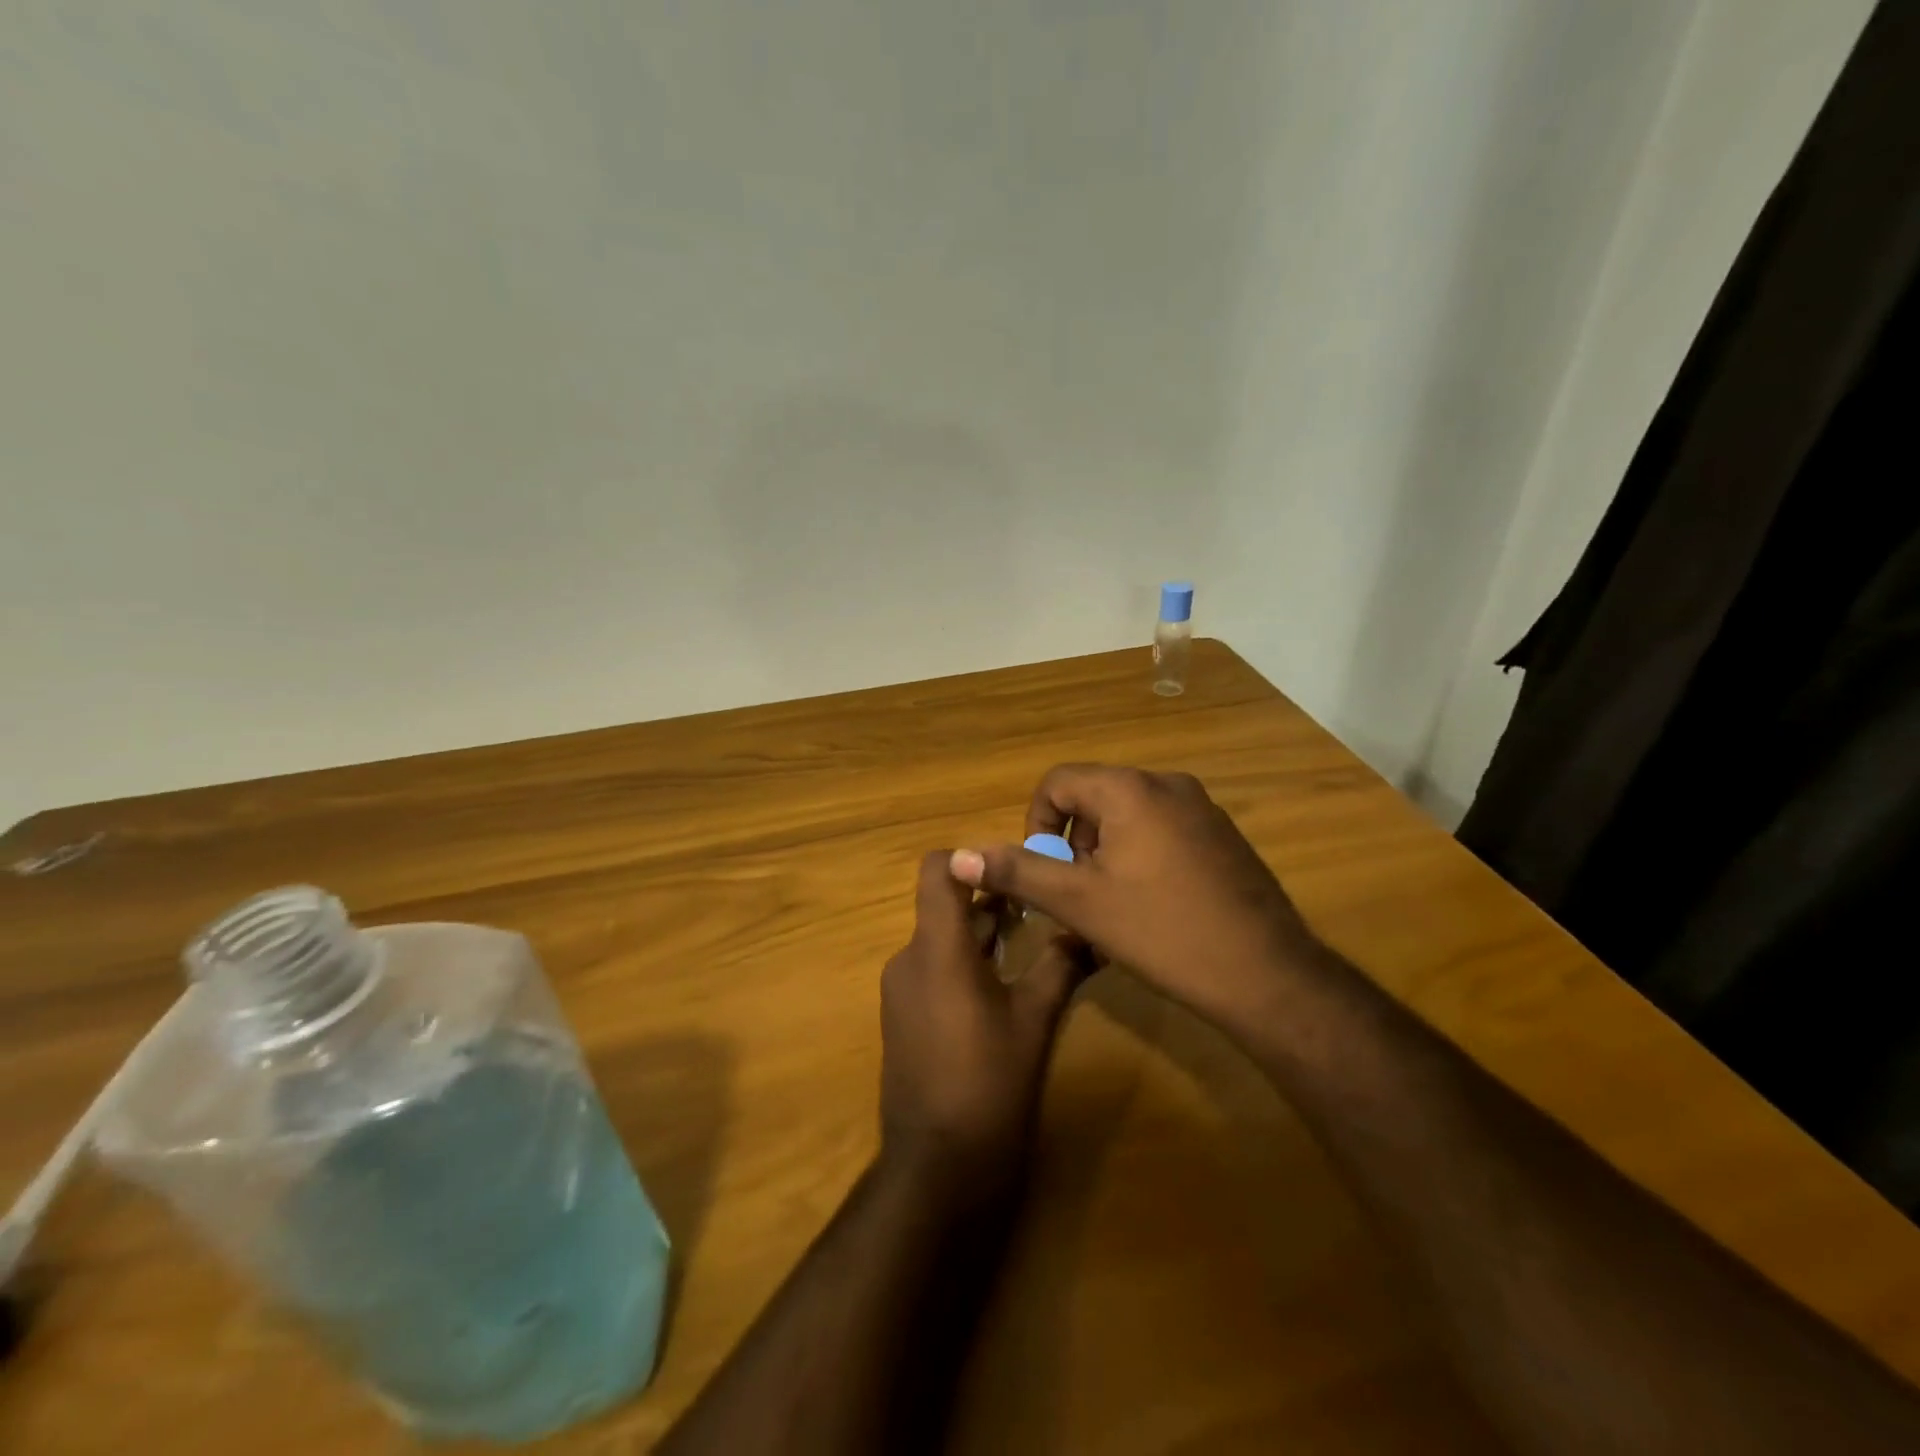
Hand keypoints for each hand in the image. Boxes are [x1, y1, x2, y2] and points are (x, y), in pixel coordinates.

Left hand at [879, 851, 1086, 1184]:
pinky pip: (933, 970)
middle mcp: (909, 958)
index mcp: (937, 948)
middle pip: (945, 906)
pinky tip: (1004, 984)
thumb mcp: (1035, 1022)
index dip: (972, 858)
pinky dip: (965, 963)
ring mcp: (901, 990)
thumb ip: (1060, 966)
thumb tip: (1091, 931)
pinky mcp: (903, 1017)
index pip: (937, 870)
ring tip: (1032, 936)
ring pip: (942, 940)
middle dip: (992, 899)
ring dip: (982, 933)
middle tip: (1042, 900)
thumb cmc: (989, 1085)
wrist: (937, 1168)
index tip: (1014, 868)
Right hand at [948, 765, 1317, 1033]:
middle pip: (1094, 799)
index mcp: (1130, 789)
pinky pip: (1162, 832)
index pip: (1058, 782)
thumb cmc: (1162, 931)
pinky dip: (1140, 858)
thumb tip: (959, 857)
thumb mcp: (1080, 903)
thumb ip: (1018, 873)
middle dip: (1074, 845)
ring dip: (1105, 855)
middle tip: (1079, 896)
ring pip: (1128, 818)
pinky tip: (1153, 908)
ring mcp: (1202, 809)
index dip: (1037, 825)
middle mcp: (1168, 784)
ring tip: (1113, 907)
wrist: (1266, 975)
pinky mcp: (1223, 836)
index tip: (1045, 872)